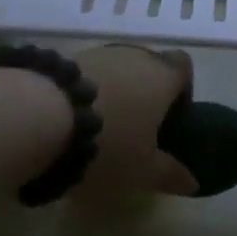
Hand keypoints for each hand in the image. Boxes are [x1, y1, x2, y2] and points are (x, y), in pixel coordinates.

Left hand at [73, 46, 199, 197]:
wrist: (42, 117)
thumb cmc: (109, 144)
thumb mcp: (143, 171)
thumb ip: (171, 174)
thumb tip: (194, 182)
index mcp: (162, 77)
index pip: (183, 66)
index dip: (182, 87)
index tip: (172, 115)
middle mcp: (136, 55)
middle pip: (149, 66)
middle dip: (146, 92)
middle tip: (136, 128)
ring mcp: (100, 53)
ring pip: (117, 68)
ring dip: (115, 90)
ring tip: (102, 126)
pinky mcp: (68, 57)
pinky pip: (89, 73)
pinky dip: (88, 91)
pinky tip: (74, 118)